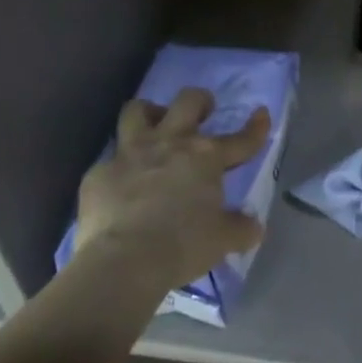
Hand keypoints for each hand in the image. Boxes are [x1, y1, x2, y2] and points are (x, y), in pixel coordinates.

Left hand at [73, 88, 268, 287]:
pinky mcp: (99, 173)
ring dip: (149, 114)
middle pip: (188, 101)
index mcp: (207, 156)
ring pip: (137, 110)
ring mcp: (132, 154)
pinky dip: (118, 167)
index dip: (256, 127)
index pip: (242, 138)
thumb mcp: (222, 240)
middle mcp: (171, 143)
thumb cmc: (182, 245)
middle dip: (199, 101)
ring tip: (153, 127)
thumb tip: (254, 227)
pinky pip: (109, 159)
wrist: (123, 262)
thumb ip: (240, 229)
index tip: (262, 114)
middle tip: (203, 112)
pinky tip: (120, 184)